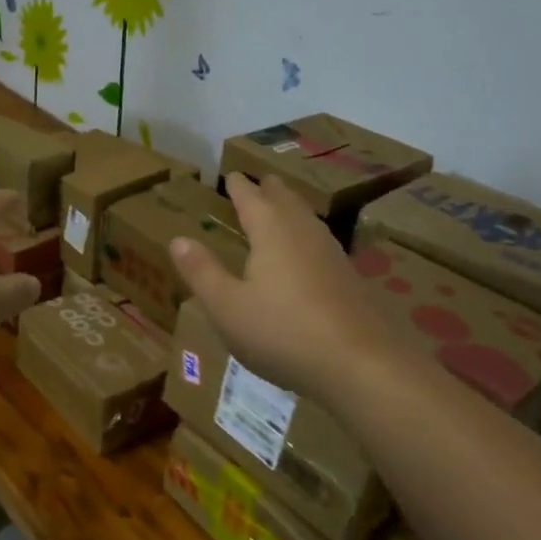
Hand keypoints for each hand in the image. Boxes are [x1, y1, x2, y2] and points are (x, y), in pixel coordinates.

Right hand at [170, 174, 414, 403]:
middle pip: (285, 201)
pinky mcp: (350, 279)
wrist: (362, 364)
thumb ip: (202, 272)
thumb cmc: (282, 331)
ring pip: (308, 220)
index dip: (238, 187)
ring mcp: (332, 254)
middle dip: (270, 191)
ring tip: (283, 210)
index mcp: (271, 231)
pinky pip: (321, 243)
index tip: (231, 175)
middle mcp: (303, 232)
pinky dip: (306, 237)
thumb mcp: (227, 307)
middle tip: (260, 182)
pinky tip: (308, 255)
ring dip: (292, 210)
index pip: (251, 198)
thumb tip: (178, 239)